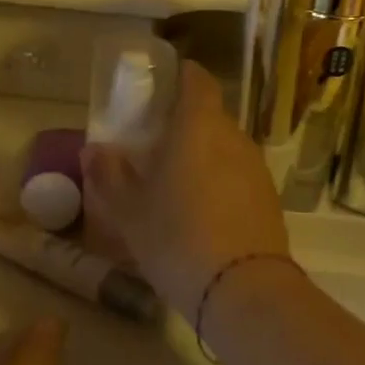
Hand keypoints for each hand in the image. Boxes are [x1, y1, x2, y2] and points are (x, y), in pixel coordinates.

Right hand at [82, 60, 290, 322]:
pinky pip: (238, 176)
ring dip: (203, 156)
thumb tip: (94, 150)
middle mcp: (233, 137)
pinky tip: (202, 213)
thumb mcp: (129, 210)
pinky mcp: (269, 199)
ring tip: (176, 184)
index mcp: (198, 125)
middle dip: (184, 124)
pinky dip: (220, 182)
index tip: (161, 86)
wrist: (242, 289)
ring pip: (225, 148)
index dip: (180, 76)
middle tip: (155, 146)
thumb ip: (109, 175)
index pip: (197, 80)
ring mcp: (256, 168)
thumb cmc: (176, 237)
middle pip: (210, 116)